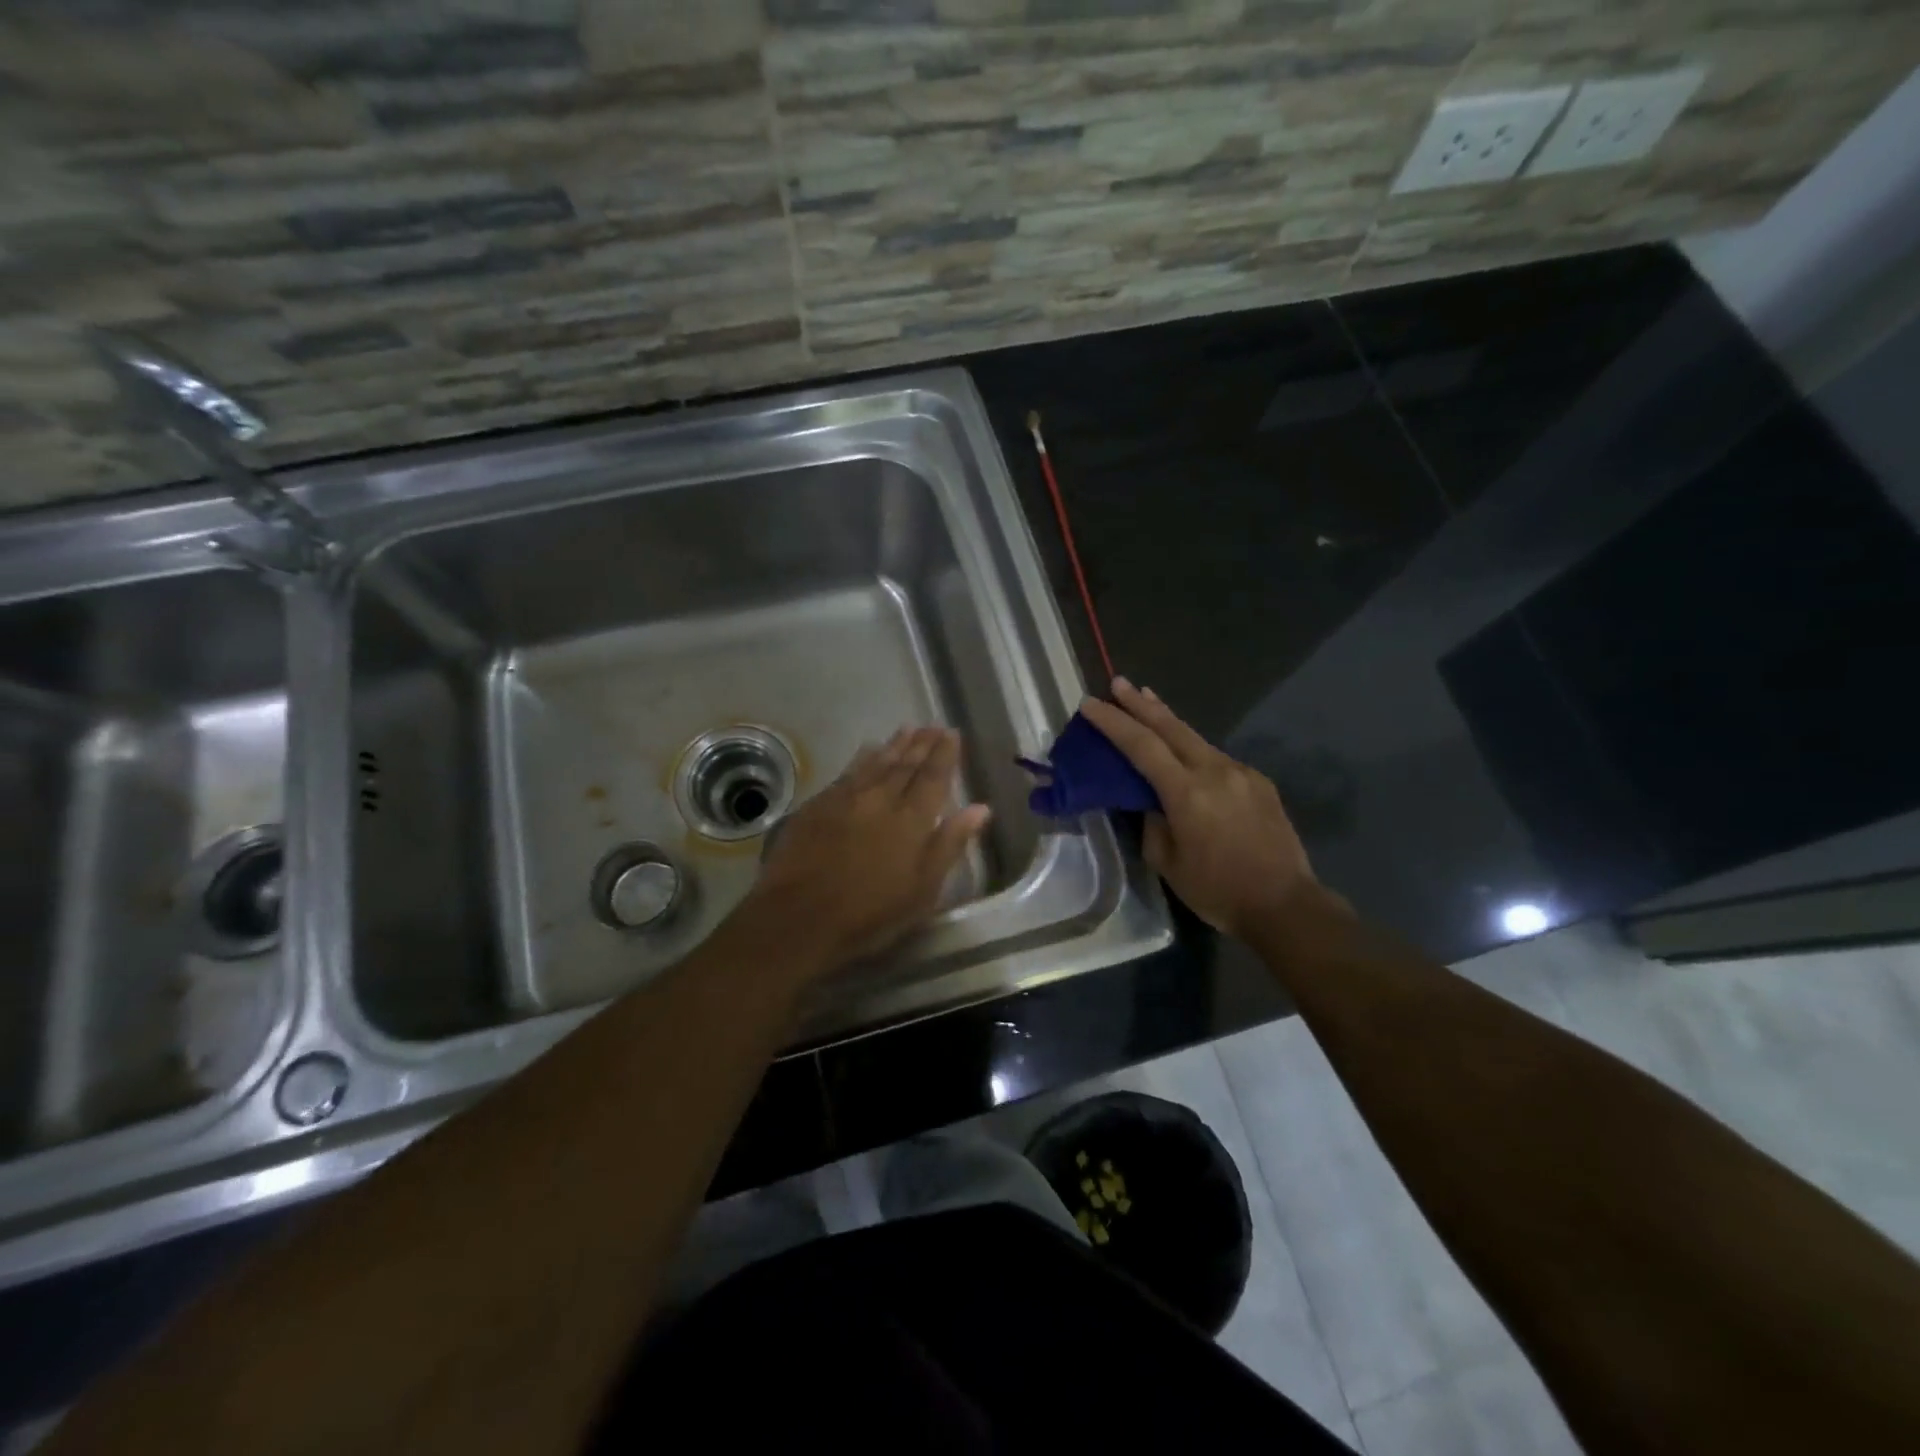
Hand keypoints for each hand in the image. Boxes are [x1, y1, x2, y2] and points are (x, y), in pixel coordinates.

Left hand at [748, 726, 990, 973]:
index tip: (952, 733)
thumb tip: (981, 808)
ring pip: (877, 762)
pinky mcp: (819, 804)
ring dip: (894, 745)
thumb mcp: (923, 889)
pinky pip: (848, 771)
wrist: (799, 915)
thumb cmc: (870, 913)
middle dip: (922, 743)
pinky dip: (863, 757)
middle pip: (906, 764)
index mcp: (912, 819)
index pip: (934, 777)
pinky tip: (867, 750)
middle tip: (933, 725)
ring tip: (907, 729)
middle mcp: (881, 798)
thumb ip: (950, 843)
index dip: (945, 754)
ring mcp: (847, 798)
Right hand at [1080, 680, 1317, 939]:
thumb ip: (1153, 823)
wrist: (1285, 905)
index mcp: (1187, 792)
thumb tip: (1152, 801)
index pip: (1141, 745)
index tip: (1090, 704)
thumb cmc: (1217, 890)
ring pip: (1196, 739)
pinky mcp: (1259, 783)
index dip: (1113, 722)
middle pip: (1171, 727)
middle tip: (1119, 682)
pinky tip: (1187, 757)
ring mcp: (1242, 773)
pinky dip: (1194, 750)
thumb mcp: (1167, 863)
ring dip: (1168, 721)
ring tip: (1148, 701)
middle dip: (1141, 703)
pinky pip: (1218, 759)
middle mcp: (1215, 771)